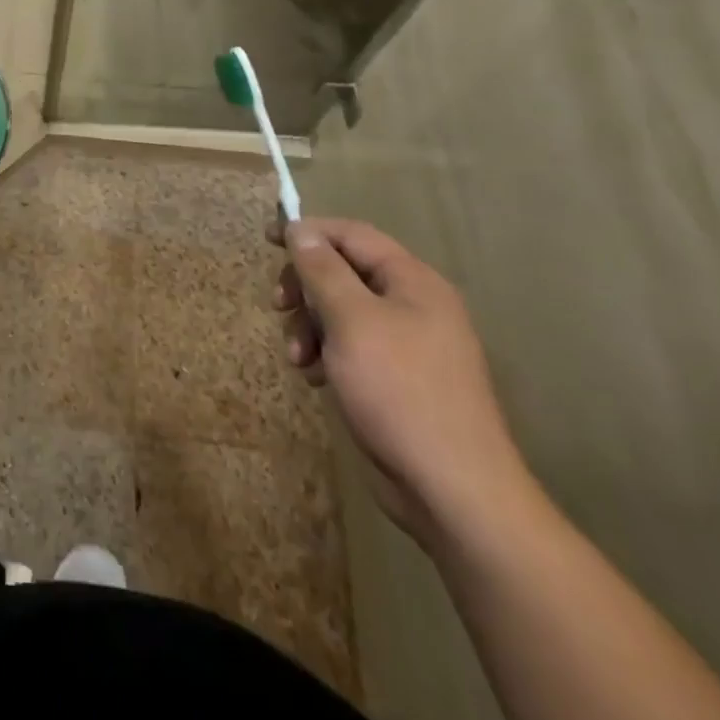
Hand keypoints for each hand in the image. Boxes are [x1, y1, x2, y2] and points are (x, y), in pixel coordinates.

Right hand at [270, 216, 530, 548]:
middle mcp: (413, 305)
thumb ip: (323, 270)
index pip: (352, 234)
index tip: (267, 240)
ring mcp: (406, 344)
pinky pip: (349, 346)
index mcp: (413, 282)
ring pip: (340, 311)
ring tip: (297, 358)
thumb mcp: (351, 321)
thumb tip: (300, 229)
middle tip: (279, 306)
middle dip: (305, 287)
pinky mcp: (396, 378)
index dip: (308, 231)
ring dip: (309, 326)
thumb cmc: (399, 391)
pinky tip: (314, 379)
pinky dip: (325, 354)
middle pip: (343, 272)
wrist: (452, 490)